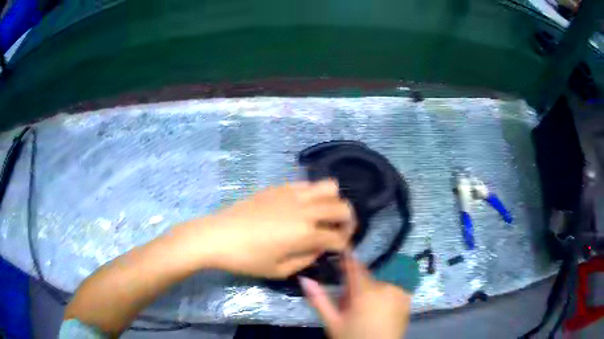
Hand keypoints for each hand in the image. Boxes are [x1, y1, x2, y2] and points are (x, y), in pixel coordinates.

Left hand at [179, 180, 355, 277]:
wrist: (217, 235)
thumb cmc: (247, 258)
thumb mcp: (279, 270)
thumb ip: (306, 260)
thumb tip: (319, 249)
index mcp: (306, 234)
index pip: (339, 237)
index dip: (344, 245)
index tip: (340, 250)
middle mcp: (305, 209)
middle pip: (342, 207)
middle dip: (348, 220)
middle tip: (339, 231)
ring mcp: (292, 194)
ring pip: (329, 187)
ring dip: (334, 202)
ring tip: (324, 215)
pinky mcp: (279, 187)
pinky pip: (307, 184)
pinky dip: (314, 194)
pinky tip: (303, 207)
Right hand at [301, 252, 410, 338]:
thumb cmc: (353, 338)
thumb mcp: (332, 322)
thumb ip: (319, 299)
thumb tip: (304, 279)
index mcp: (365, 291)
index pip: (354, 266)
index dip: (346, 259)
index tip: (339, 255)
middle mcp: (385, 287)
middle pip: (367, 279)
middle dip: (356, 288)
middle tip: (349, 306)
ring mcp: (400, 293)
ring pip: (379, 285)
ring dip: (371, 293)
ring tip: (364, 312)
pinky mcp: (407, 300)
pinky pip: (392, 291)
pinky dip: (384, 297)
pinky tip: (380, 313)